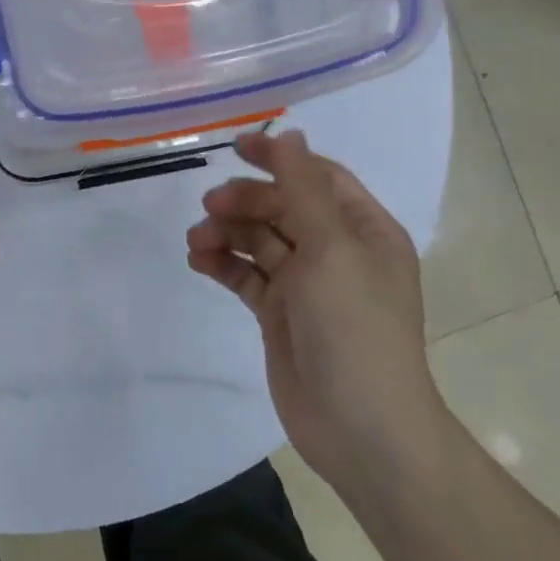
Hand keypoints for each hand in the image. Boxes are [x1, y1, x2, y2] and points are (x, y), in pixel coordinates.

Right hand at [186, 129, 449, 489]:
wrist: (360, 428)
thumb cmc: (354, 328)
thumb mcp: (331, 248)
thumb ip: (303, 188)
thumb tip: (290, 132)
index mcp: (363, 231)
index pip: (318, 177)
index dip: (279, 159)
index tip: (235, 148)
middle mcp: (336, 252)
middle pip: (282, 207)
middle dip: (245, 202)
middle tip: (209, 206)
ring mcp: (306, 285)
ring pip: (258, 241)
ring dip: (226, 233)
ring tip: (196, 241)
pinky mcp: (279, 314)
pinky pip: (246, 276)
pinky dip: (222, 265)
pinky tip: (198, 262)